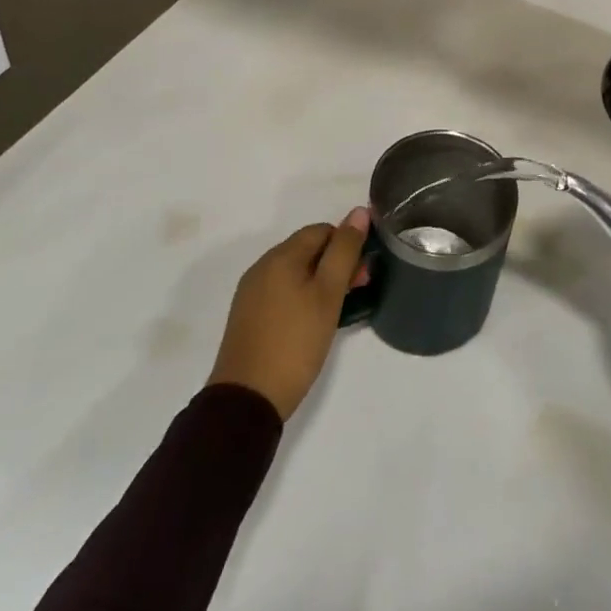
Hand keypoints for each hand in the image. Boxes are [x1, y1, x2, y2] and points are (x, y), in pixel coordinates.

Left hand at [206, 209, 370, 420]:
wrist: (247, 399)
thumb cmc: (295, 342)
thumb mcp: (328, 294)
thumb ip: (345, 251)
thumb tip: (359, 212)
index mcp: (281, 256)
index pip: (322, 230)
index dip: (347, 243)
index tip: (363, 271)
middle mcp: (262, 266)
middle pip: (307, 249)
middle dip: (336, 262)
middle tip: (358, 289)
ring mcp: (252, 292)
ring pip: (295, 272)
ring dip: (320, 280)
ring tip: (339, 308)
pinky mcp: (248, 315)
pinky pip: (281, 291)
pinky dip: (302, 296)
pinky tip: (312, 321)